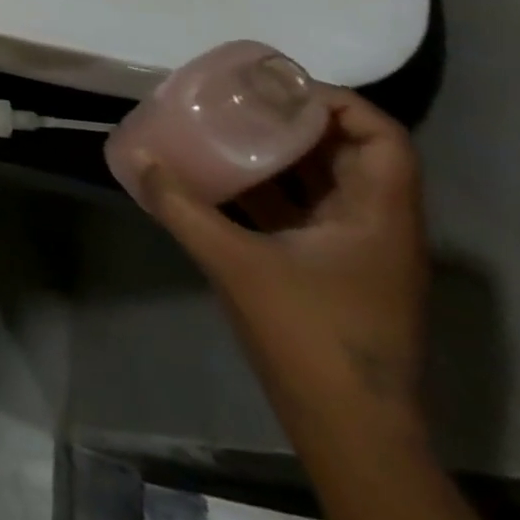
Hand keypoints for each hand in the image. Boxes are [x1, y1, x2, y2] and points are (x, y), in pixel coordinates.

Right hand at [136, 89, 429, 427]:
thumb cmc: (307, 336)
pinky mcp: (334, 271)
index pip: (382, 137)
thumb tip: (137, 160)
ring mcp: (357, 252)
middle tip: (240, 100)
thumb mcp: (234, 263)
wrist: (348, 429)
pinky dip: (271, 189)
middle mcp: (378, 226)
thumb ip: (181, 208)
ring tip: (226, 129)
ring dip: (281, 155)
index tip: (277, 89)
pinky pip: (306, 211)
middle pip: (350, 153)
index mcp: (378, 217)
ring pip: (327, 183)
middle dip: (297, 121)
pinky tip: (223, 180)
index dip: (338, 102)